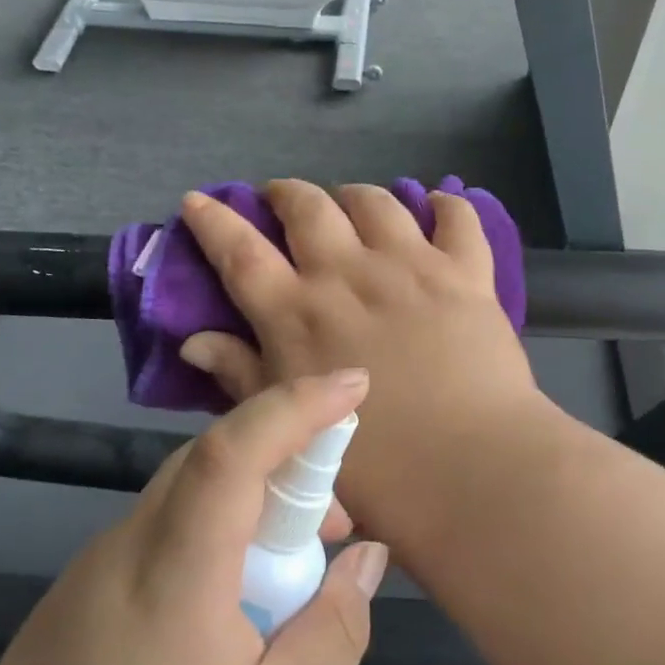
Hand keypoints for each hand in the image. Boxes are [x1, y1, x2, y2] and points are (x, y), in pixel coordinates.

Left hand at [0, 370, 389, 664]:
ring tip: (296, 569)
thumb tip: (366, 556)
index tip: (353, 385)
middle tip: (337, 522)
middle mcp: (130, 542)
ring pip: (191, 489)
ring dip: (255, 499)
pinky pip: (169, 524)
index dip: (296, 405)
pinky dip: (219, 530)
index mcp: (176, 571)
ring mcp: (100, 559)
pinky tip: (236, 600)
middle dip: (289, 458)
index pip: (234, 450)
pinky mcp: (87, 582)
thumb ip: (332, 634)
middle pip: (214, 457)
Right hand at [175, 180, 549, 538]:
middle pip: (307, 208)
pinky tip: (435, 205)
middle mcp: (347, 275)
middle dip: (286, 194)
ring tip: (351, 203)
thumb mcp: (291, 427)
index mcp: (297, 314)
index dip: (213, 221)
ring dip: (354, 195)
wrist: (469, 470)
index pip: (240, 251)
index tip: (198, 200)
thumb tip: (195, 343)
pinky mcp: (464, 273)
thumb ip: (242, 377)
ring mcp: (409, 266)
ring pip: (375, 202)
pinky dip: (444, 205)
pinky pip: (456, 218)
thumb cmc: (373, 466)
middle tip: (281, 199)